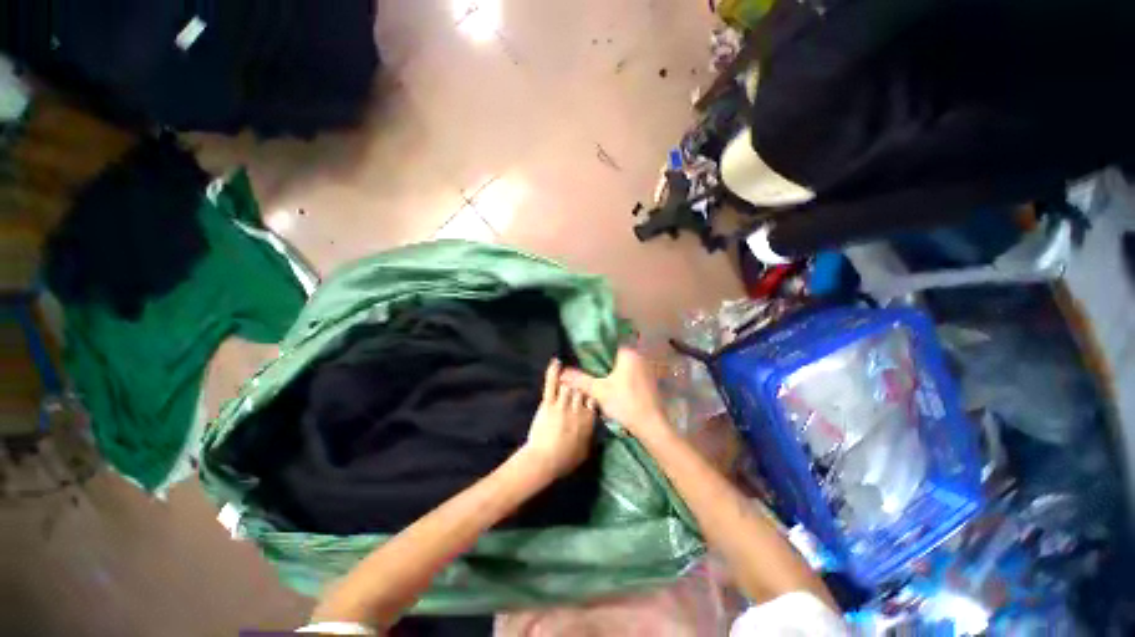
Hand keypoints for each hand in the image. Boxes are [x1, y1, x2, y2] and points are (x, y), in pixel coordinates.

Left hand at [517, 359, 596, 480]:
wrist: (544, 460)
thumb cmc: (565, 459)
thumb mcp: (586, 451)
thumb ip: (593, 437)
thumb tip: (599, 431)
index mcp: (589, 420)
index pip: (594, 400)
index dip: (591, 396)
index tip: (589, 394)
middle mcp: (578, 409)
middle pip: (582, 390)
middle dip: (581, 387)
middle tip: (578, 383)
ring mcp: (562, 404)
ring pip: (570, 385)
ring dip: (569, 381)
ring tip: (569, 376)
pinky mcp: (548, 403)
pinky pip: (552, 385)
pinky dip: (553, 372)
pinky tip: (556, 361)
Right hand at [560, 347, 670, 439]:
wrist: (652, 425)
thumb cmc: (625, 403)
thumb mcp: (599, 391)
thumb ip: (579, 380)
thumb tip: (561, 372)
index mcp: (628, 354)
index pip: (608, 344)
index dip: (595, 350)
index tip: (584, 357)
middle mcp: (639, 357)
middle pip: (616, 356)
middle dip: (603, 362)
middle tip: (589, 370)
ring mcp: (647, 369)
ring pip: (624, 366)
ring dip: (613, 372)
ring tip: (599, 379)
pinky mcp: (650, 381)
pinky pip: (632, 374)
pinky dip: (622, 379)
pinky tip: (614, 389)